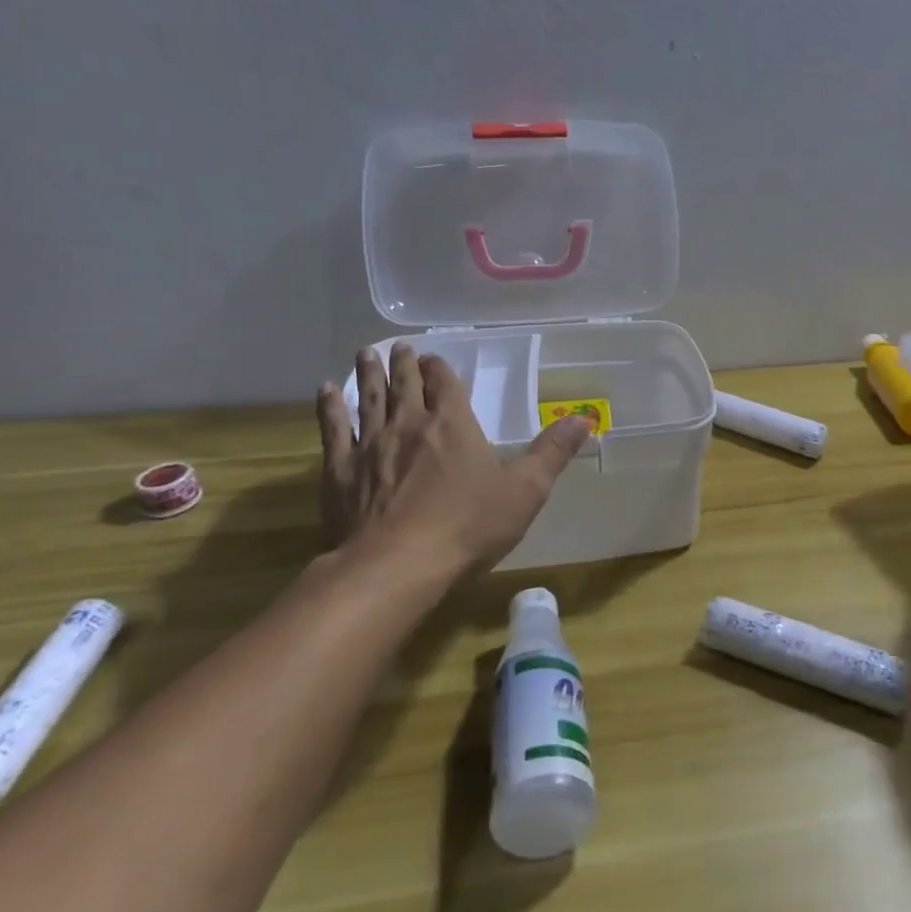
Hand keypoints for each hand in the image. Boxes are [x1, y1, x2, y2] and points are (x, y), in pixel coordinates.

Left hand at [315, 344, 589, 575]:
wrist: (397, 565)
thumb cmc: (468, 526)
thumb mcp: (525, 491)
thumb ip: (553, 452)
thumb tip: (585, 418)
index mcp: (453, 424)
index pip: (445, 383)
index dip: (440, 368)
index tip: (434, 357)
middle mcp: (409, 423)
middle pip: (405, 384)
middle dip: (404, 363)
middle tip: (399, 346)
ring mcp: (370, 445)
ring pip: (368, 398)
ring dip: (367, 373)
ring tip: (365, 352)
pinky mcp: (340, 470)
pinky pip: (333, 429)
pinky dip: (329, 407)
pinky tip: (325, 391)